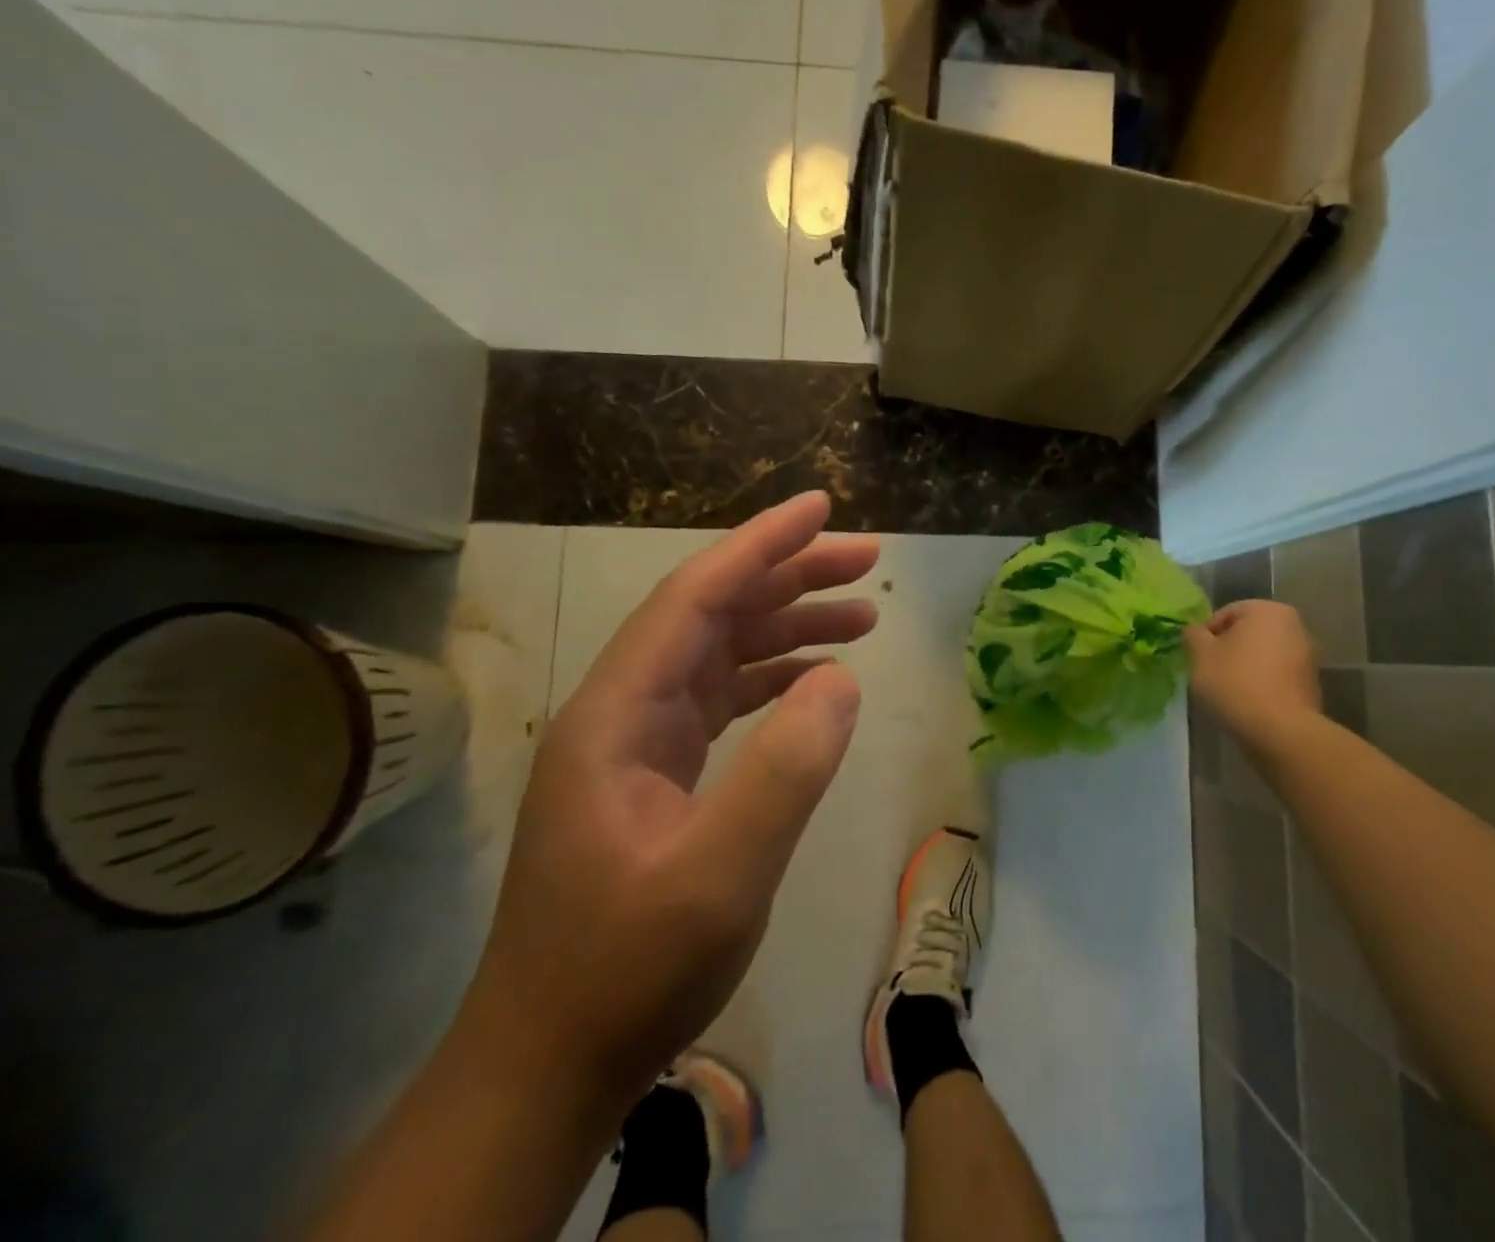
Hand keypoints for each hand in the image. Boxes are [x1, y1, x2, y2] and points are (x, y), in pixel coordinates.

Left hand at [463, 492, 878, 1112]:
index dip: (761, 545)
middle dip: (789, 576)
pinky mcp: (656, 773)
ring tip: (863, 612)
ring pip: (720, 653)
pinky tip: (818, 680)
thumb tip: (840, 679)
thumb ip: (784, 771)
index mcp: (617, 713)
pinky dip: (773, 678)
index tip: (821, 508)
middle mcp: (622, 710)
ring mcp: (637, 742)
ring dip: (787, 625)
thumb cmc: (627, 970)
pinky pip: (722, 699)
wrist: (549, 1064)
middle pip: (711, 613)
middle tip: (866, 558)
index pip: (695, 597)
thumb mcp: (719, 877)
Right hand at [1185, 601, 1321, 735]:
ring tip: (1229, 690)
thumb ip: (1193, 635)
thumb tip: (1194, 630)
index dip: (1206, 635)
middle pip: (1248, 632)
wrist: (1282, 731)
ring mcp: (1308, 655)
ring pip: (1263, 654)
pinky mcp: (1312, 683)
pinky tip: (1249, 702)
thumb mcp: (1201, 656)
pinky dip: (1262, 682)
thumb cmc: (1236, 683)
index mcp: (1267, 610)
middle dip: (1228, 649)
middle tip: (1210, 672)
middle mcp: (1293, 625)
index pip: (1226, 613)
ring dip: (1245, 666)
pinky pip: (1277, 675)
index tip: (1198, 658)